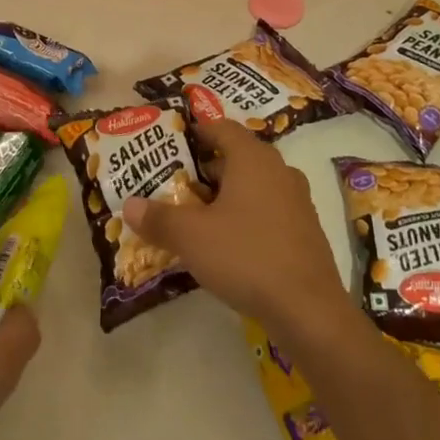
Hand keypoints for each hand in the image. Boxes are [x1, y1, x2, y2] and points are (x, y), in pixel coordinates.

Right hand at [123, 118, 352, 333]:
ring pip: (253, 185)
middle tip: (175, 184)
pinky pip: (268, 210)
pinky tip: (227, 243)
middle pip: (237, 157)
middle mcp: (279, 171)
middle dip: (205, 169)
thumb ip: (158, 217)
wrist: (309, 312)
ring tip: (196, 215)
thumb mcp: (190, 236)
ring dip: (226, 195)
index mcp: (252, 158)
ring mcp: (297, 201)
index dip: (196, 131)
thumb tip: (129, 205)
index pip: (221, 127)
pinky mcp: (305, 231)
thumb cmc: (246, 256)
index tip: (172, 143)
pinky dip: (246, 216)